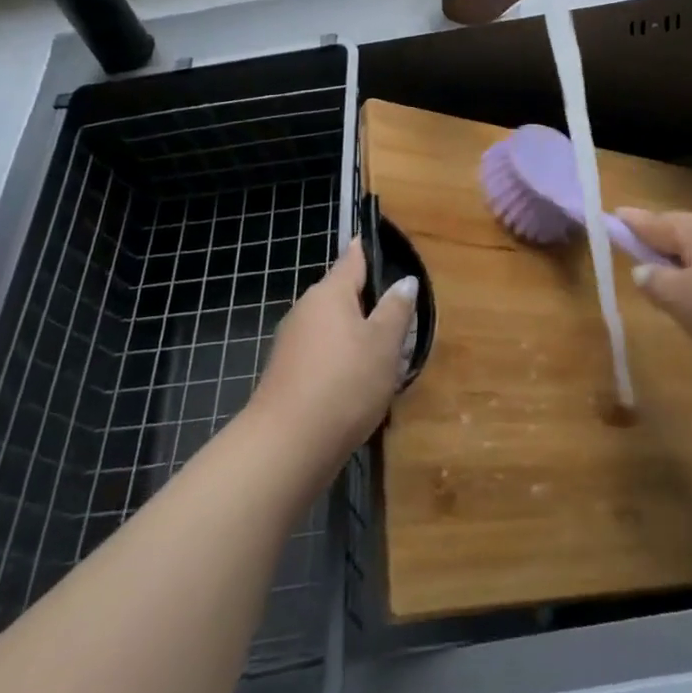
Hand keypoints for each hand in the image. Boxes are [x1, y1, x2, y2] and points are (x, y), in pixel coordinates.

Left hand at [249, 240, 416, 474]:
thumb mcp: (384, 344)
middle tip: (398, 321)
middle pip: (341, 296)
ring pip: (332, 329)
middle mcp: (306, 310)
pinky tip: (357, 388)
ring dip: (355, 338)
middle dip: (367, 305)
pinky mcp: (286, 377)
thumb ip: (396, 309)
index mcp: (329, 293)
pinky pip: (321, 357)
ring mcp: (291, 345)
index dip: (366, 251)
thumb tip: (405, 281)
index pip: (351, 260)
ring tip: (384, 359)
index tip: (376, 244)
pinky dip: (340, 363)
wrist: (286, 448)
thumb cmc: (344, 383)